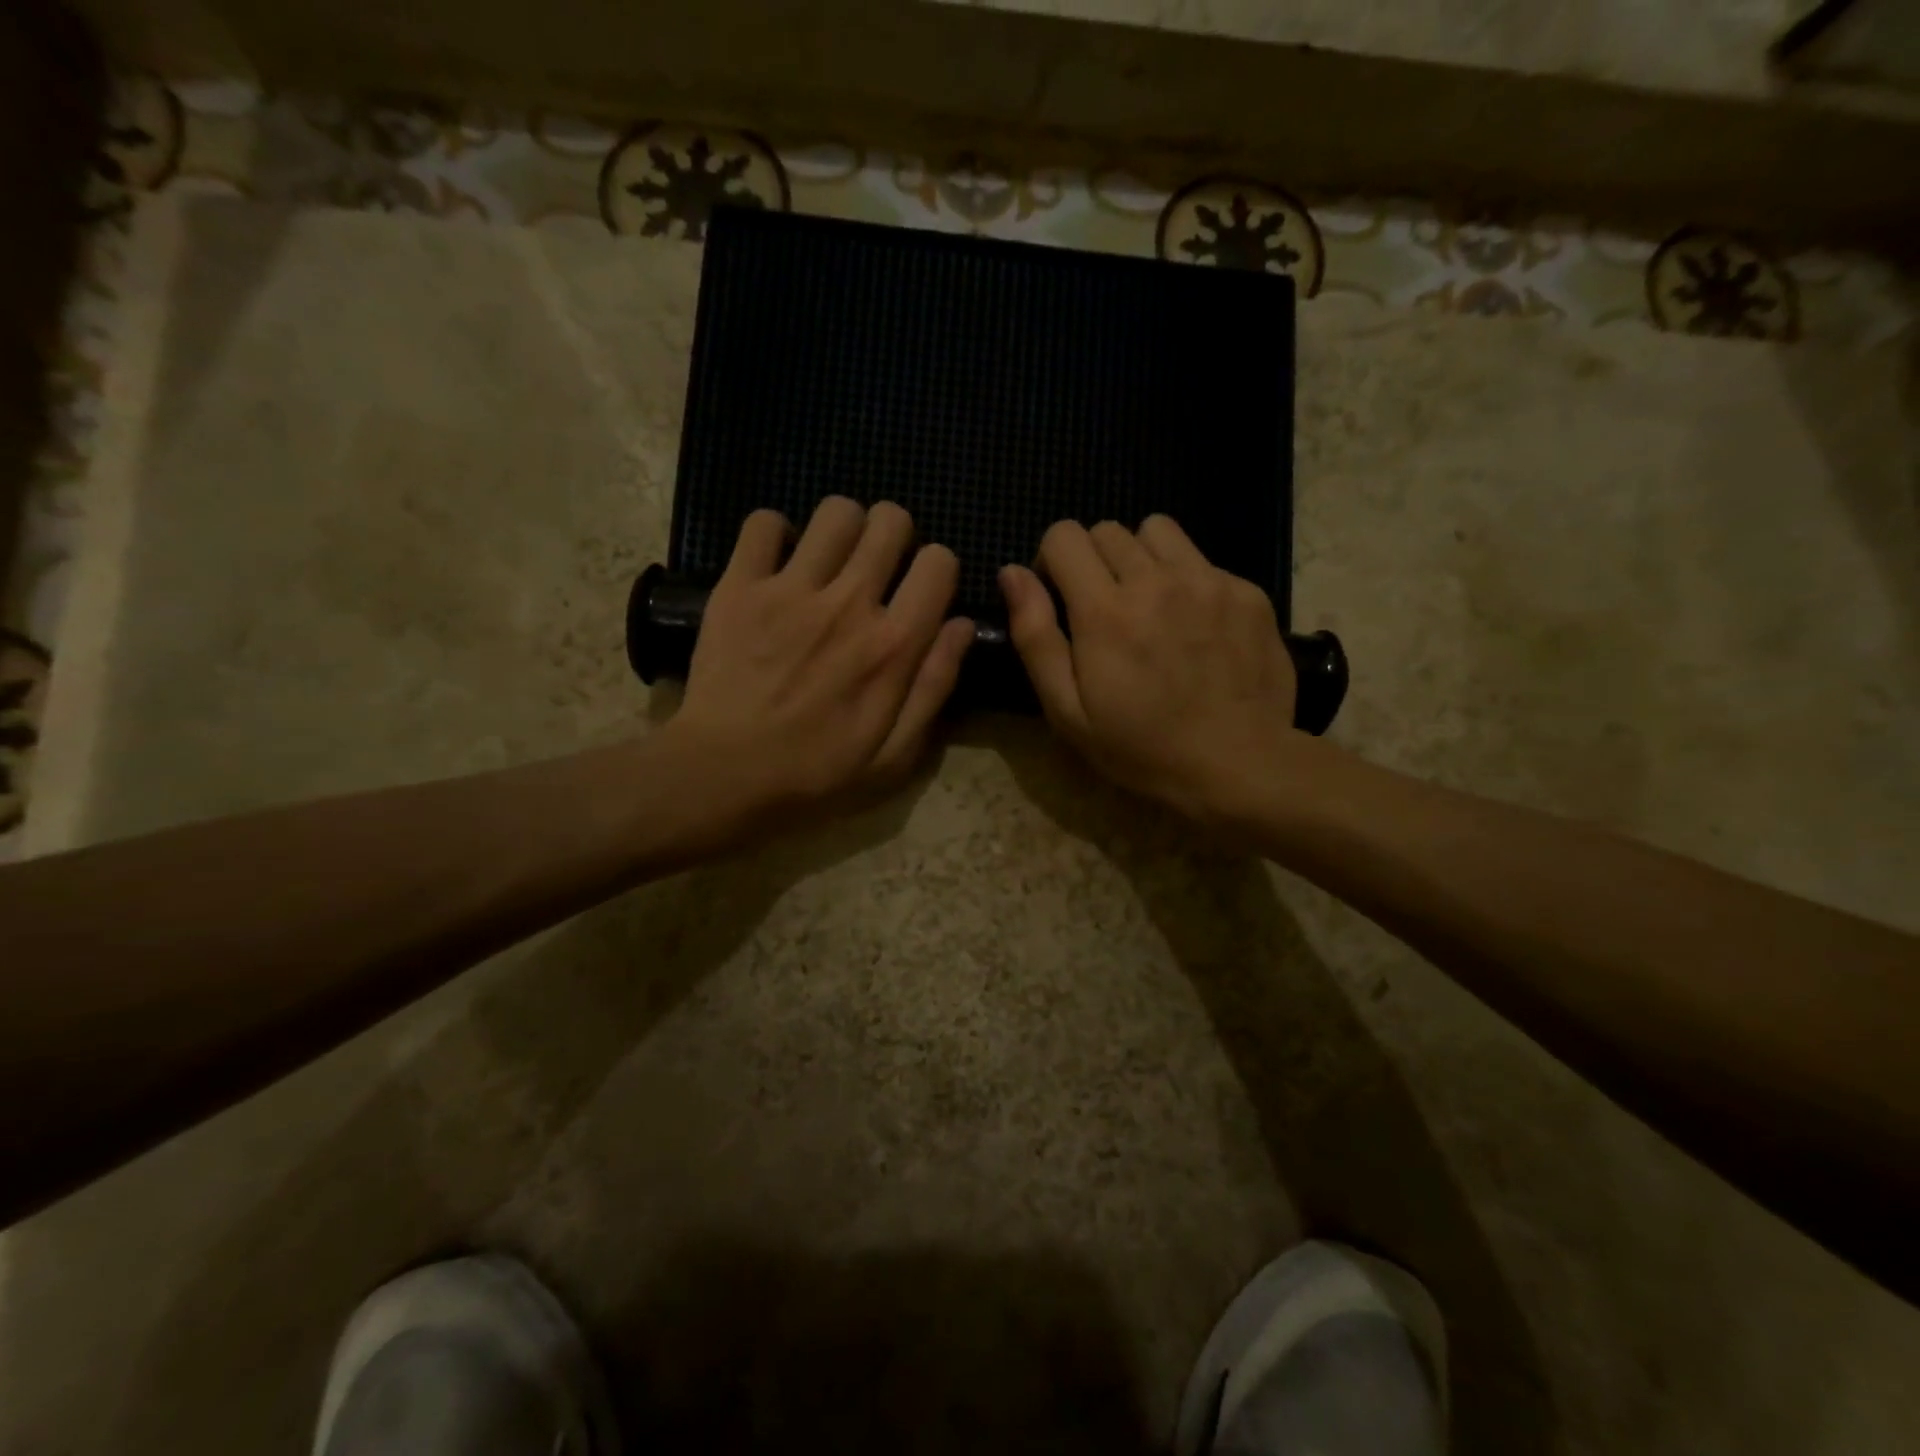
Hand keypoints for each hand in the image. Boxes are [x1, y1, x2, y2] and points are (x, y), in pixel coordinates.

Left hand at [667, 497, 973, 825]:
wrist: (723, 775)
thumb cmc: (816, 774)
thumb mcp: (895, 755)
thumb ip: (935, 686)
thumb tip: (961, 625)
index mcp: (894, 645)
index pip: (939, 562)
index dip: (937, 569)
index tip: (921, 590)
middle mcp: (849, 604)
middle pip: (890, 521)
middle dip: (894, 535)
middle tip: (877, 566)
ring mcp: (790, 590)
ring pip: (835, 511)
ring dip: (843, 528)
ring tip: (830, 560)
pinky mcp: (739, 586)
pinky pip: (763, 523)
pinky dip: (774, 533)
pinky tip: (777, 562)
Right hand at [1001, 517, 1301, 821]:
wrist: (1238, 764)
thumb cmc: (1141, 747)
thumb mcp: (1067, 710)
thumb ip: (1035, 636)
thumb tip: (1012, 573)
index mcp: (1104, 611)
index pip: (1064, 535)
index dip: (1053, 561)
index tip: (1062, 599)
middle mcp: (1155, 580)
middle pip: (1108, 530)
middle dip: (1094, 561)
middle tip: (1104, 611)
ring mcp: (1208, 581)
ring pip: (1158, 531)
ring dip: (1141, 557)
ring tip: (1149, 603)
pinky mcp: (1247, 591)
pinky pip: (1203, 561)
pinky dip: (1187, 580)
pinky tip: (1195, 626)